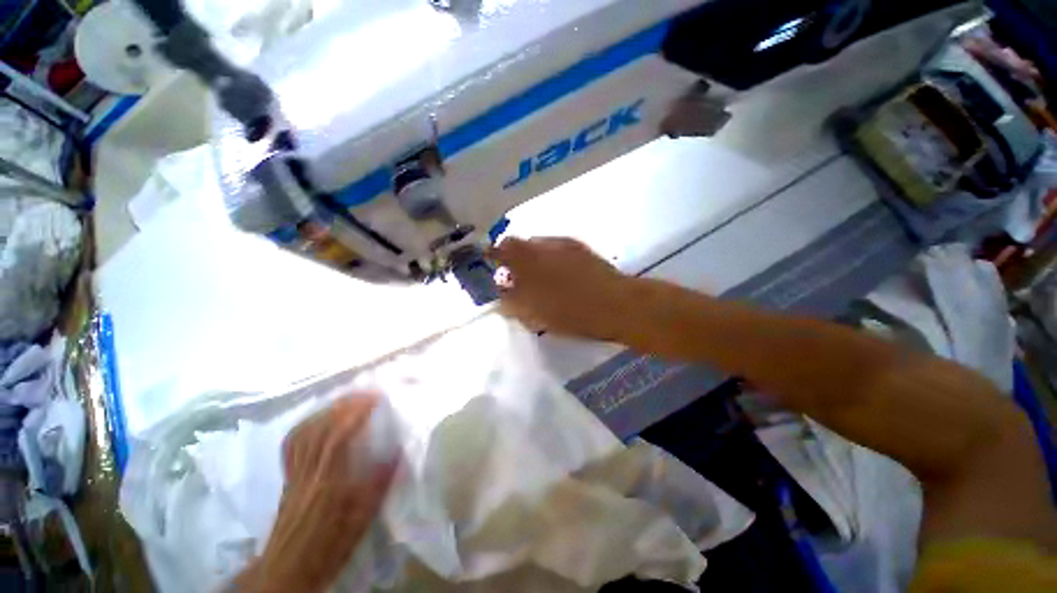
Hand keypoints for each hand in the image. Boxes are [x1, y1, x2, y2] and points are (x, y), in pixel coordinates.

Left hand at [235, 394, 397, 592]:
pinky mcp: (287, 476)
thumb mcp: (363, 519)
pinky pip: (292, 442)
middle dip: (344, 404)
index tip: (376, 398)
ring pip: (305, 431)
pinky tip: (319, 419)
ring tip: (347, 401)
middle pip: (321, 427)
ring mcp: (294, 472)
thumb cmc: (330, 545)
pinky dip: (307, 423)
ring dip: (327, 410)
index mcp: (329, 482)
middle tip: (366, 394)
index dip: (356, 412)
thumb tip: (398, 451)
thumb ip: (380, 483)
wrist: (288, 569)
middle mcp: (309, 472)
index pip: (339, 436)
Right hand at [490, 237, 631, 340]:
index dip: (494, 254)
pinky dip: (550, 258)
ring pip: (539, 246)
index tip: (492, 262)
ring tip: (541, 278)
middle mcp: (543, 246)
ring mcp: (564, 244)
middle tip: (518, 278)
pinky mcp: (580, 248)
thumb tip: (503, 292)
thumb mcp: (534, 314)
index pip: (502, 248)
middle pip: (520, 244)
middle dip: (514, 258)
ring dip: (533, 258)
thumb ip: (512, 302)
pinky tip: (561, 274)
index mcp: (528, 261)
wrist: (615, 305)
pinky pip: (556, 248)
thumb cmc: (571, 314)